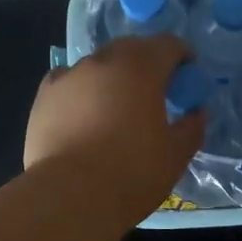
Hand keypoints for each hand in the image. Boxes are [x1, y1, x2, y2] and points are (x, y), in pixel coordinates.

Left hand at [24, 35, 205, 226]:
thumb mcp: (176, 155)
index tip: (188, 72)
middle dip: (147, 61)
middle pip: (131, 48)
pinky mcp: (44, 95)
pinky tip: (83, 110)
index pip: (168, 44)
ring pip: (98, 64)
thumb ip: (192, 127)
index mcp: (141, 67)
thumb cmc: (132, 173)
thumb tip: (197, 112)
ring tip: (117, 103)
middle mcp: (104, 61)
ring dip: (113, 75)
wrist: (69, 196)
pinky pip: (68, 80)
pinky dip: (81, 88)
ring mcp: (70, 75)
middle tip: (156, 88)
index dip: (182, 54)